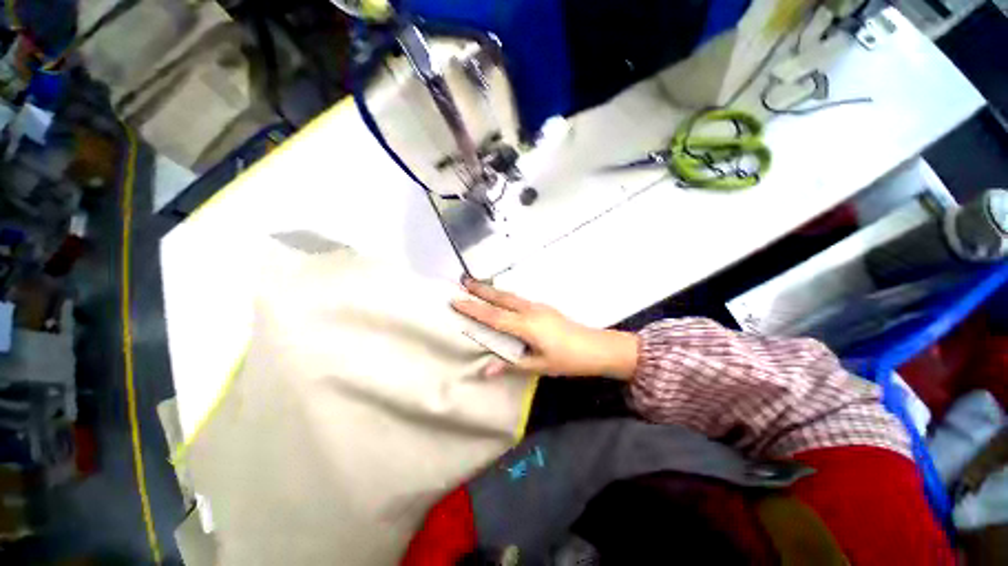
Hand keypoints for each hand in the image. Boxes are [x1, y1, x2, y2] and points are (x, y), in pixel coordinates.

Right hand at [451, 277, 638, 379]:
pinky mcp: (543, 307)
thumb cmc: (567, 360)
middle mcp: (530, 311)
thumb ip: (511, 364)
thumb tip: (485, 369)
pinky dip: (505, 296)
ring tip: (477, 286)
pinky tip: (501, 299)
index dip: (474, 309)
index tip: (456, 300)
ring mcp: (538, 306)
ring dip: (493, 290)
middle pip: (501, 298)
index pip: (494, 316)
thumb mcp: (538, 366)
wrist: (595, 347)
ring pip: (510, 296)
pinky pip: (519, 299)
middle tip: (463, 281)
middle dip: (481, 289)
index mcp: (527, 325)